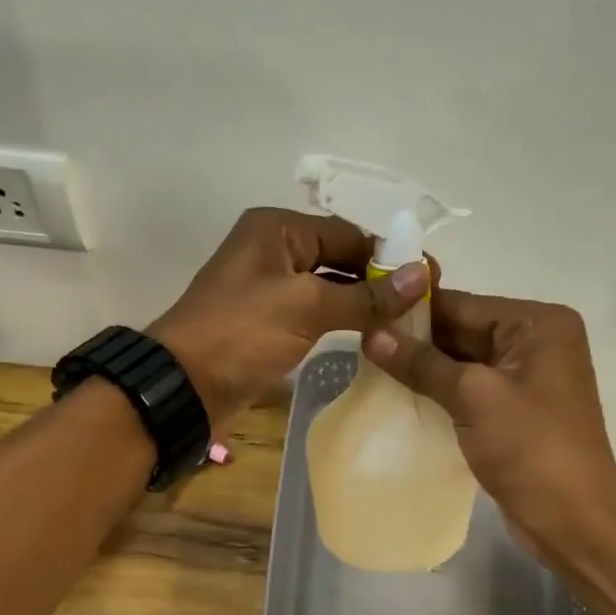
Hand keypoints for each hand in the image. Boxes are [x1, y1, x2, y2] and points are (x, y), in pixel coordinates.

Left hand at [150, 207, 428, 432]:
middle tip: (423, 307)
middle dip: (378, 281)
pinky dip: (341, 320)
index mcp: (278, 228)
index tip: (430, 282)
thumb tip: (422, 275)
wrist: (185, 385)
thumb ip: (366, 295)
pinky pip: (315, 312)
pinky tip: (372, 337)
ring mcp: (270, 286)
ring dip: (362, 303)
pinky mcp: (269, 320)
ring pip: (329, 287)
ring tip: (406, 324)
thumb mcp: (307, 308)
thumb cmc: (242, 334)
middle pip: (340, 257)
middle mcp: (274, 249)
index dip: (390, 257)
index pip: (349, 233)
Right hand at [361, 290, 615, 560]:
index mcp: (539, 324)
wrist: (573, 519)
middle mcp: (537, 342)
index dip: (412, 312)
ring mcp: (527, 380)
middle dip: (415, 342)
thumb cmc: (530, 447)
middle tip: (359, 346)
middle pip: (463, 332)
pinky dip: (439, 395)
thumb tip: (370, 334)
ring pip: (463, 364)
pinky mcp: (516, 413)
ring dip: (423, 371)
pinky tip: (399, 398)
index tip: (362, 315)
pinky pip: (470, 392)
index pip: (463, 305)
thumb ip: (422, 363)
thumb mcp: (473, 397)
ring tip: (368, 370)